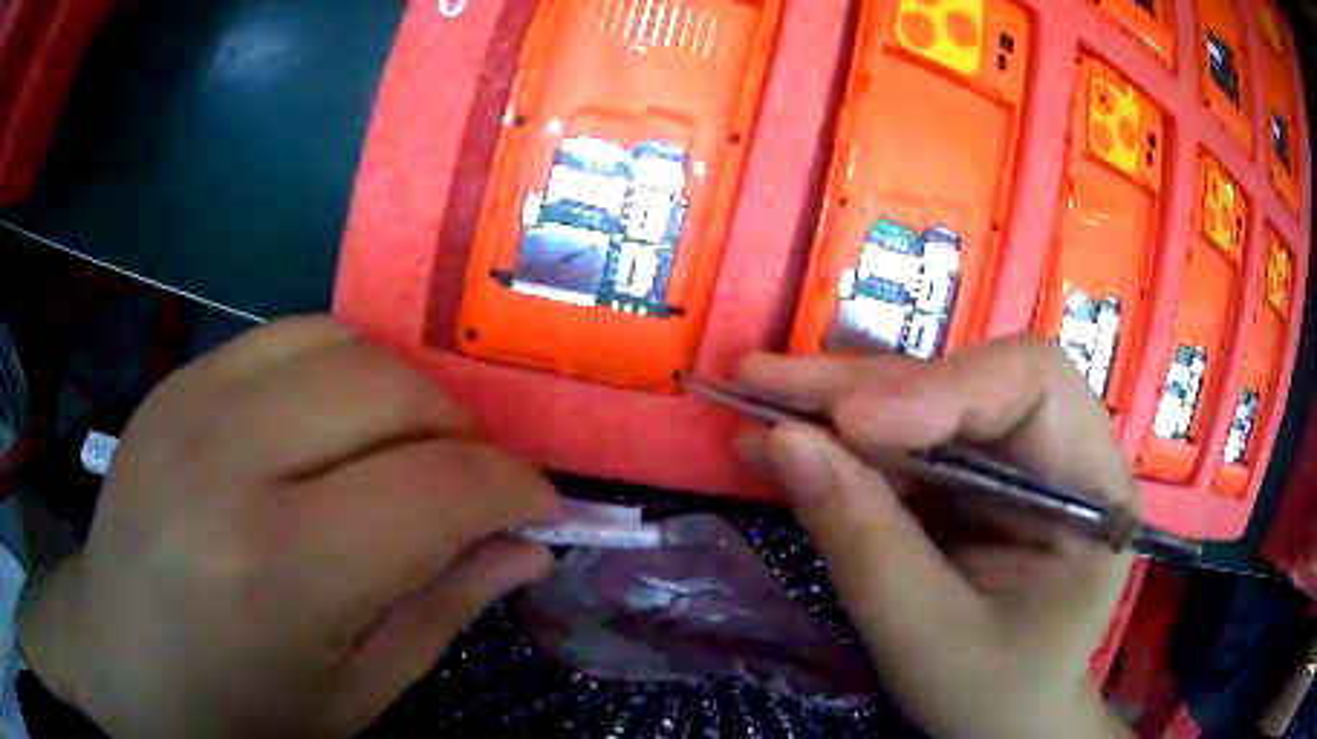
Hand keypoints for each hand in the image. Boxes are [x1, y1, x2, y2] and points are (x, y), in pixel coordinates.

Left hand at [19, 317, 559, 737]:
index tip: (542, 504)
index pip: (437, 488)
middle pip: (391, 391)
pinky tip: (333, 424)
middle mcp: (227, 460)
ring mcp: (190, 402)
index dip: (513, 487)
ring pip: (342, 343)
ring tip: (406, 449)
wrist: (119, 660)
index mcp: (278, 569)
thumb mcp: (354, 696)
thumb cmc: (238, 710)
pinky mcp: (175, 381)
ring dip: (401, 393)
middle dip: (462, 433)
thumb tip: (528, 548)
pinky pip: (284, 337)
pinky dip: (337, 369)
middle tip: (473, 484)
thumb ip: (443, 612)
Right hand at [738, 338, 1134, 738]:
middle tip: (762, 383)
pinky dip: (837, 444)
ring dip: (836, 404)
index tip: (852, 423)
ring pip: (925, 402)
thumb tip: (784, 443)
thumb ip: (866, 545)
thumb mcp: (930, 640)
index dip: (943, 387)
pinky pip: (901, 443)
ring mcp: (1011, 462)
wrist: (1004, 723)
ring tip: (755, 399)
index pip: (1034, 385)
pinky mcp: (968, 480)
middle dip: (865, 386)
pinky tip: (780, 442)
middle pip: (967, 382)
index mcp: (1092, 485)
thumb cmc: (992, 695)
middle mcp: (1058, 451)